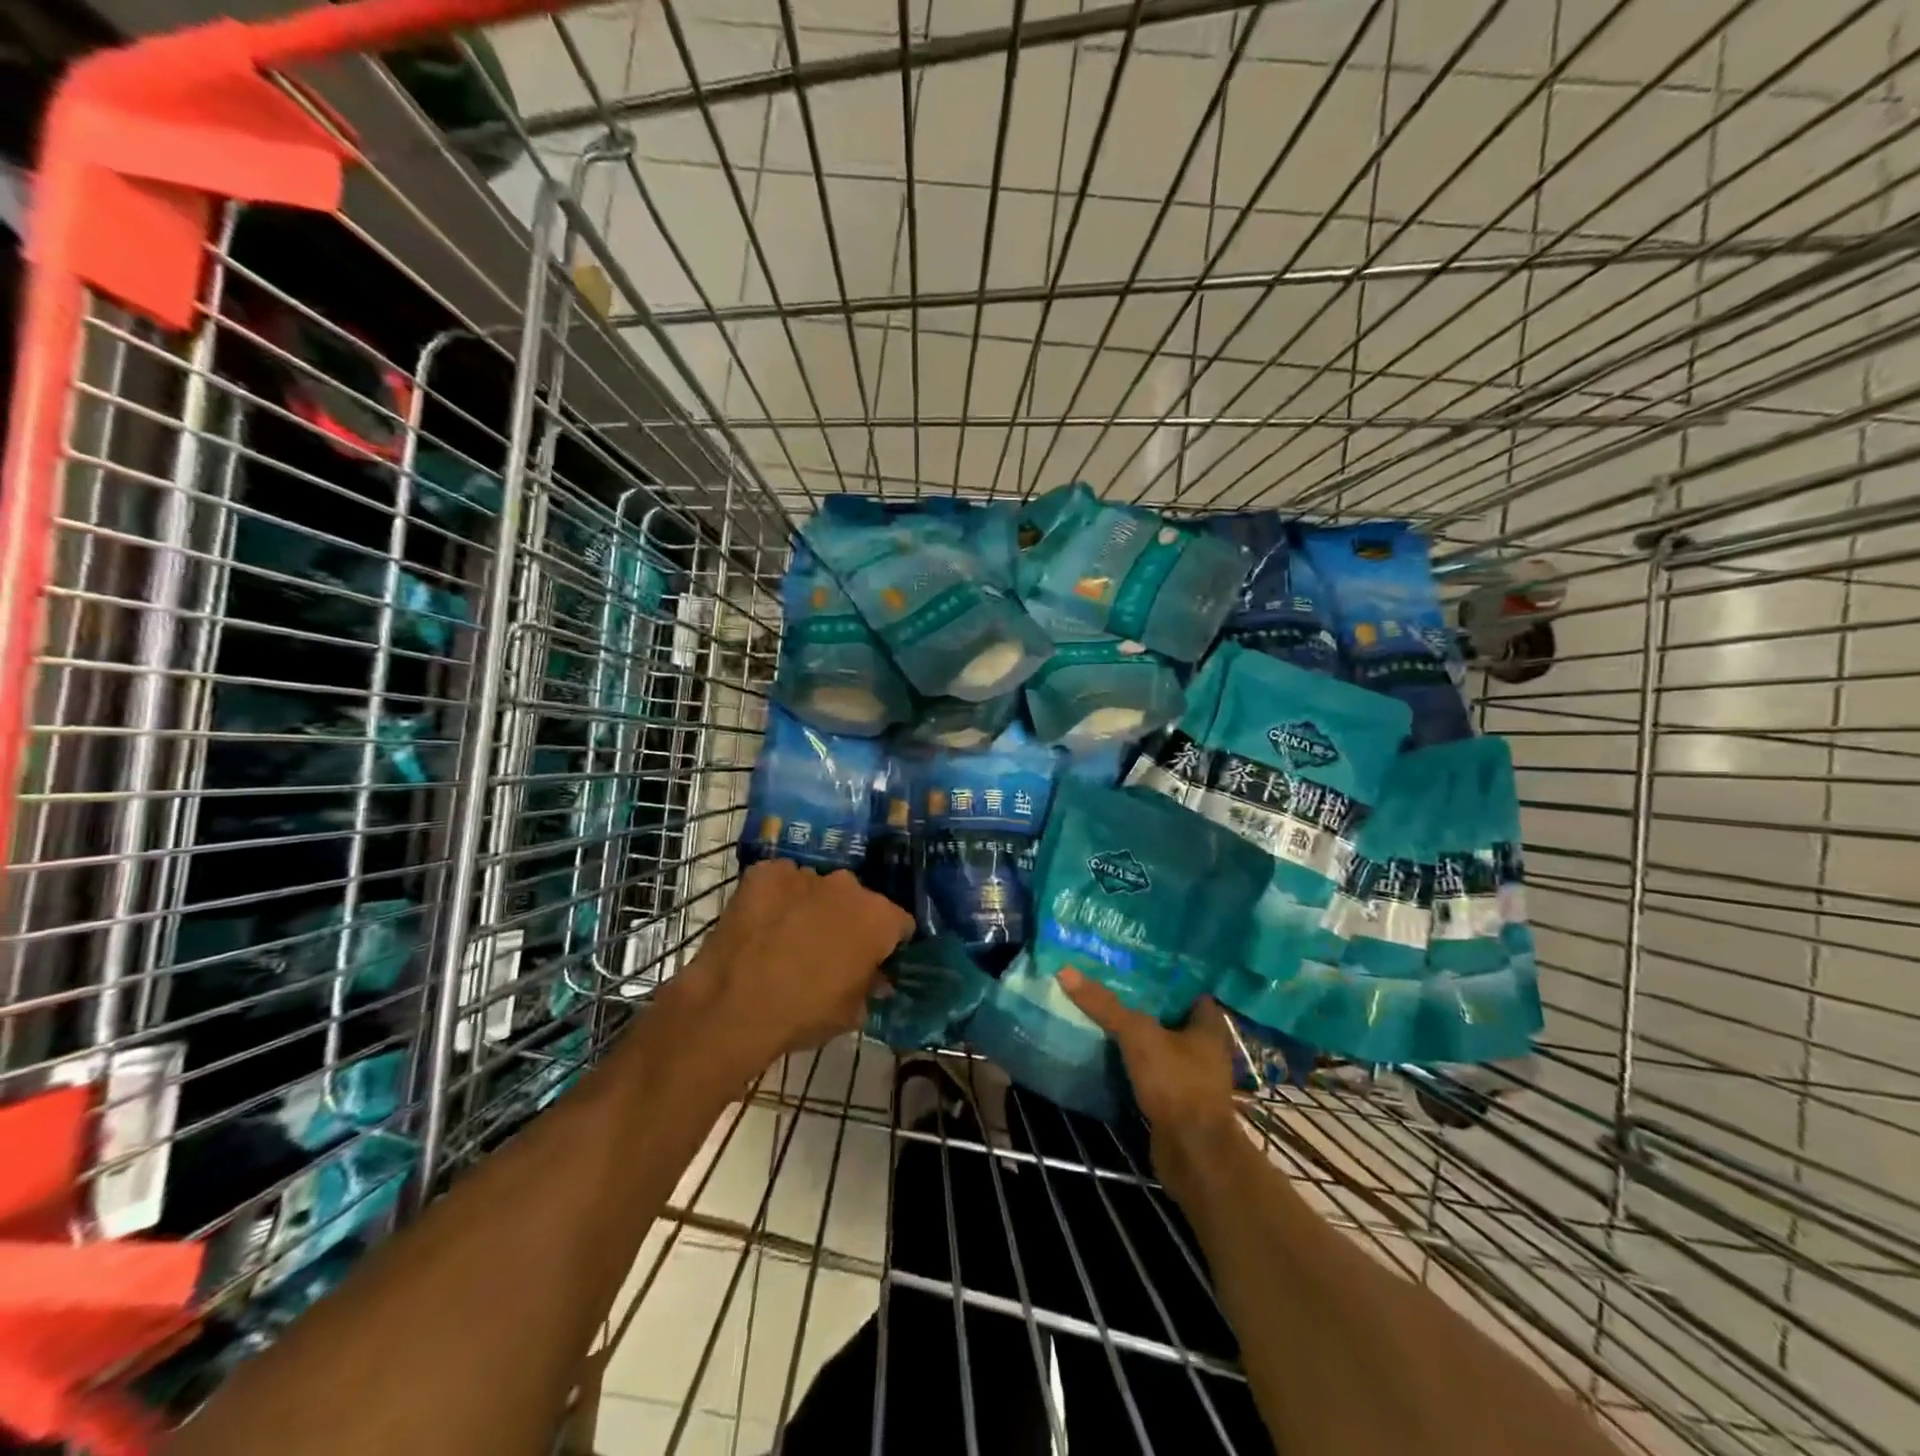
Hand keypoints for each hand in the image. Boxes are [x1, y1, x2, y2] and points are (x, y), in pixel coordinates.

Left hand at [688, 859, 913, 1075]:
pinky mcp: (766, 872)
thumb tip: (877, 979)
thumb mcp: (850, 1014)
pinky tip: (763, 924)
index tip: (874, 961)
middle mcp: (848, 885)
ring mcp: (805, 874)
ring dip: (812, 906)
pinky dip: (777, 897)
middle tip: (829, 951)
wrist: (732, 1005)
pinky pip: (781, 881)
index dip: (888, 943)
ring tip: (789, 937)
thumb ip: (871, 988)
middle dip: (849, 920)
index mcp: (879, 918)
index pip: (899, 923)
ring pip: (818, 888)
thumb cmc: (803, 1014)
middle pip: (858, 900)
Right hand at [1056, 970, 1241, 1172]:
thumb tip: (1066, 971)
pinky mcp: (1177, 1101)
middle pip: (1170, 1016)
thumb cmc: (1176, 1084)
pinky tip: (1108, 1053)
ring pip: (1160, 1045)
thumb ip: (1105, 1005)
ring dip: (1137, 1035)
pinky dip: (1134, 1063)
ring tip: (1102, 1013)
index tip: (1132, 963)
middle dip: (1144, 1003)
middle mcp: (1205, 1048)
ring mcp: (1192, 1077)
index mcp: (1207, 1025)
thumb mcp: (1138, 1036)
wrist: (1194, 1155)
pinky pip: (1152, 1071)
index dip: (1163, 975)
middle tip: (1109, 984)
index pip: (1187, 988)